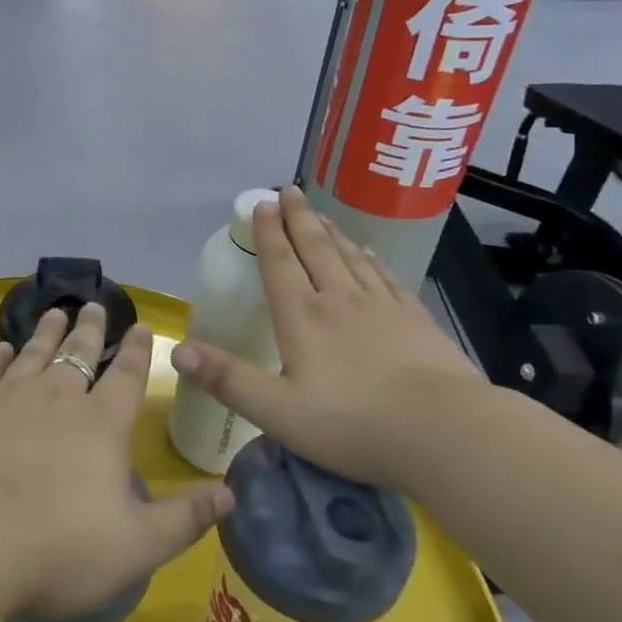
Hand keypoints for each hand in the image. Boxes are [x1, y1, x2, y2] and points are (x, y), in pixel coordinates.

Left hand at [0, 303, 234, 619]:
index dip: (137, 350)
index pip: (127, 376)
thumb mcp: (136, 546)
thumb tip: (229, 492)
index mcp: (101, 425)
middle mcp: (58, 398)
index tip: (140, 325)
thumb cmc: (58, 548)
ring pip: (34, 353)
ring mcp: (9, 398)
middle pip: (78, 353)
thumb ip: (184, 519)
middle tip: (93, 304)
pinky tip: (1, 348)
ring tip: (55, 312)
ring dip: (46, 332)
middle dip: (89, 329)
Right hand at [170, 185, 490, 495]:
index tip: (262, 204)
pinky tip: (367, 252)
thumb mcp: (278, 412)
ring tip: (319, 213)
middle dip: (298, 218)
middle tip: (289, 190)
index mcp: (303, 317)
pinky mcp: (414, 318)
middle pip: (315, 248)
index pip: (280, 263)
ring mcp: (381, 306)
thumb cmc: (353, 425)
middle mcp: (339, 299)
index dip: (268, 233)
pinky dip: (370, 258)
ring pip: (350, 256)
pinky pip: (384, 276)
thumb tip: (177, 350)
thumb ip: (227, 379)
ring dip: (330, 231)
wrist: (443, 431)